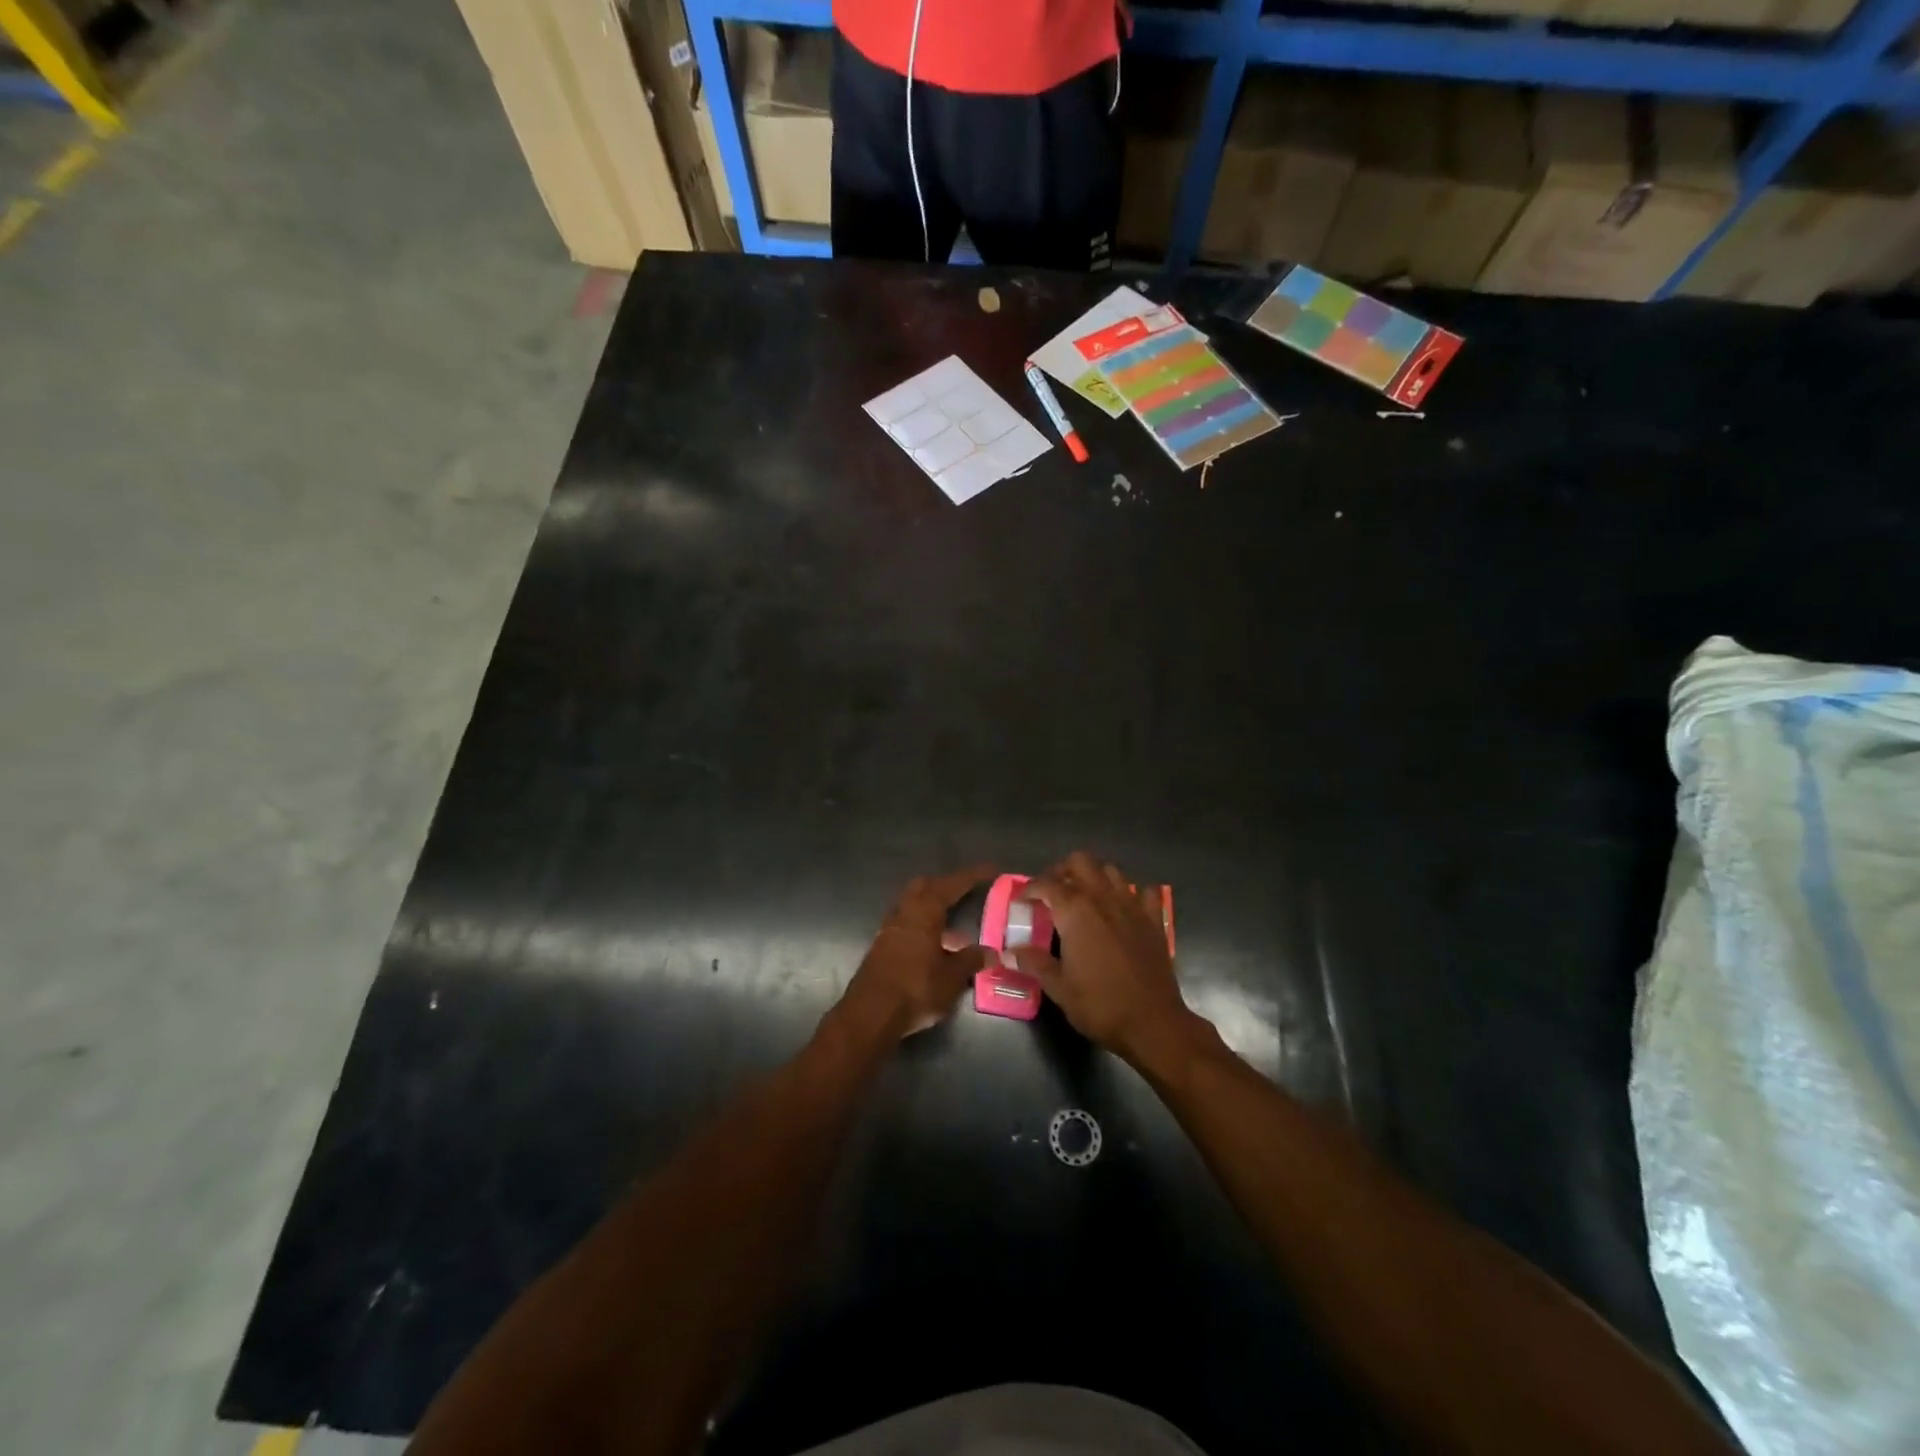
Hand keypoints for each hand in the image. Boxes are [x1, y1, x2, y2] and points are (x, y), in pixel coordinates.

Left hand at [841, 866, 997, 1038]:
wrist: (871, 1014)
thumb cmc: (916, 987)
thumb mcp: (952, 976)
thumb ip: (971, 960)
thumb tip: (990, 952)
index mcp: (925, 910)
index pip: (953, 884)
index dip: (973, 876)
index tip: (991, 870)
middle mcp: (905, 912)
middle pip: (926, 886)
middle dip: (946, 885)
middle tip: (966, 892)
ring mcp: (889, 929)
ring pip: (913, 906)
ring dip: (933, 909)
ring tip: (955, 926)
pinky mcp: (881, 947)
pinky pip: (906, 925)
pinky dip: (923, 927)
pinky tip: (936, 947)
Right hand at [1013, 851, 1196, 1065]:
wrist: (1152, 1023)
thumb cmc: (1100, 1005)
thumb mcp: (1059, 987)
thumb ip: (1034, 962)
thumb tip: (1009, 950)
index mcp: (1075, 911)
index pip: (1047, 883)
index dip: (1030, 888)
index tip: (1022, 900)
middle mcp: (1103, 898)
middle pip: (1080, 862)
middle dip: (1063, 871)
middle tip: (1052, 892)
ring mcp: (1133, 905)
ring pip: (1111, 871)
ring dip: (1095, 877)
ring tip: (1085, 897)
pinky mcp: (1155, 919)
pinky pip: (1145, 892)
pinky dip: (1133, 893)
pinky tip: (1125, 908)